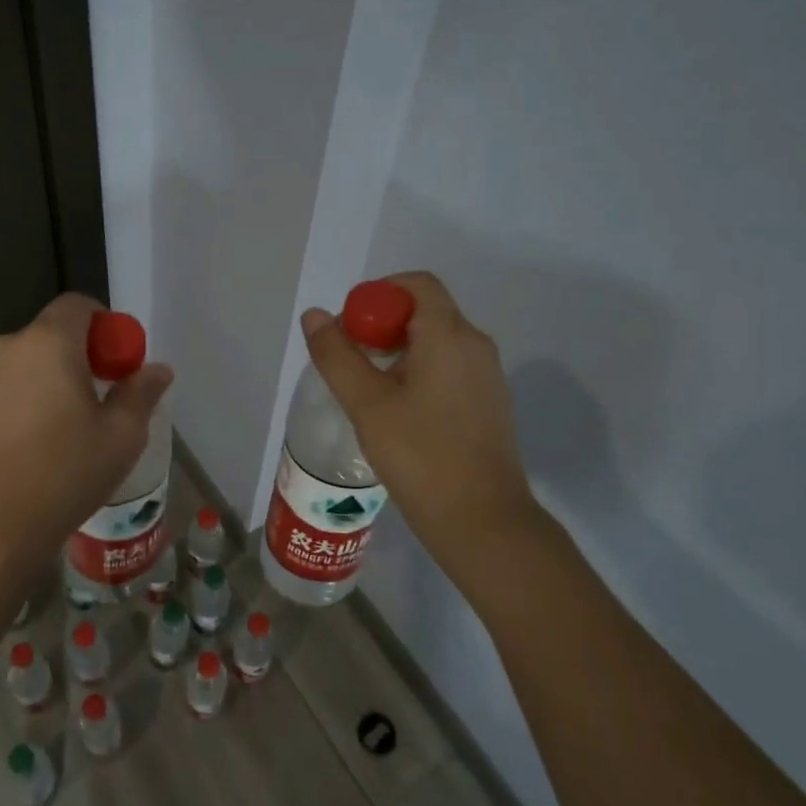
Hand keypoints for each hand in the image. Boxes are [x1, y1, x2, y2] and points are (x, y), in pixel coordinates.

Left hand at [0, 294, 172, 604]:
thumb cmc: (62, 475)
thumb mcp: (120, 437)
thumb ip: (141, 393)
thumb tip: (158, 369)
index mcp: (47, 344)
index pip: (77, 305)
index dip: (104, 325)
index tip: (116, 364)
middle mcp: (5, 349)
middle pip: (49, 336)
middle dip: (76, 358)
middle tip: (95, 402)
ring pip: (22, 366)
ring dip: (44, 382)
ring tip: (59, 432)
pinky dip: (17, 404)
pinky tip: (26, 450)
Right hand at [300, 271, 540, 594]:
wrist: (483, 521)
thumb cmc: (420, 456)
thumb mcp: (366, 404)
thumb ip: (337, 355)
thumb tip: (316, 315)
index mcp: (449, 335)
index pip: (416, 284)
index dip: (377, 294)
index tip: (349, 329)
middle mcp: (475, 345)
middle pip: (426, 310)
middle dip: (382, 324)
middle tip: (350, 360)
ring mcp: (487, 375)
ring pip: (437, 341)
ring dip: (398, 349)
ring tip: (367, 389)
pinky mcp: (489, 402)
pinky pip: (450, 366)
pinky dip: (420, 370)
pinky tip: (398, 410)